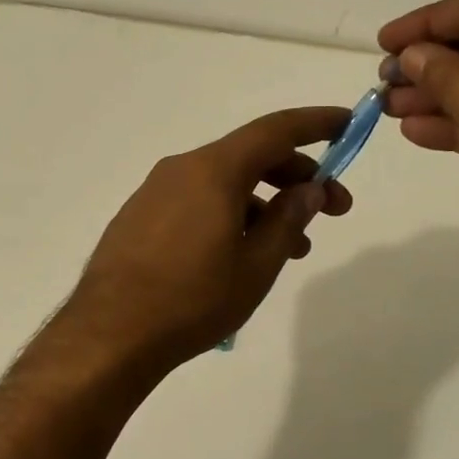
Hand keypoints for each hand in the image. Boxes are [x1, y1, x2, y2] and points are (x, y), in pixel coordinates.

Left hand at [66, 107, 354, 369]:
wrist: (110, 334)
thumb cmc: (193, 300)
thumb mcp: (256, 265)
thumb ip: (287, 220)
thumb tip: (308, 189)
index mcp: (213, 170)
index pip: (274, 131)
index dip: (316, 124)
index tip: (348, 123)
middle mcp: (181, 169)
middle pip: (249, 156)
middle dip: (296, 177)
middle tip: (334, 210)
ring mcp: (155, 192)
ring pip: (222, 183)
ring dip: (264, 204)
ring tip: (292, 247)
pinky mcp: (139, 217)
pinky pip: (196, 201)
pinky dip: (229, 214)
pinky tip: (241, 253)